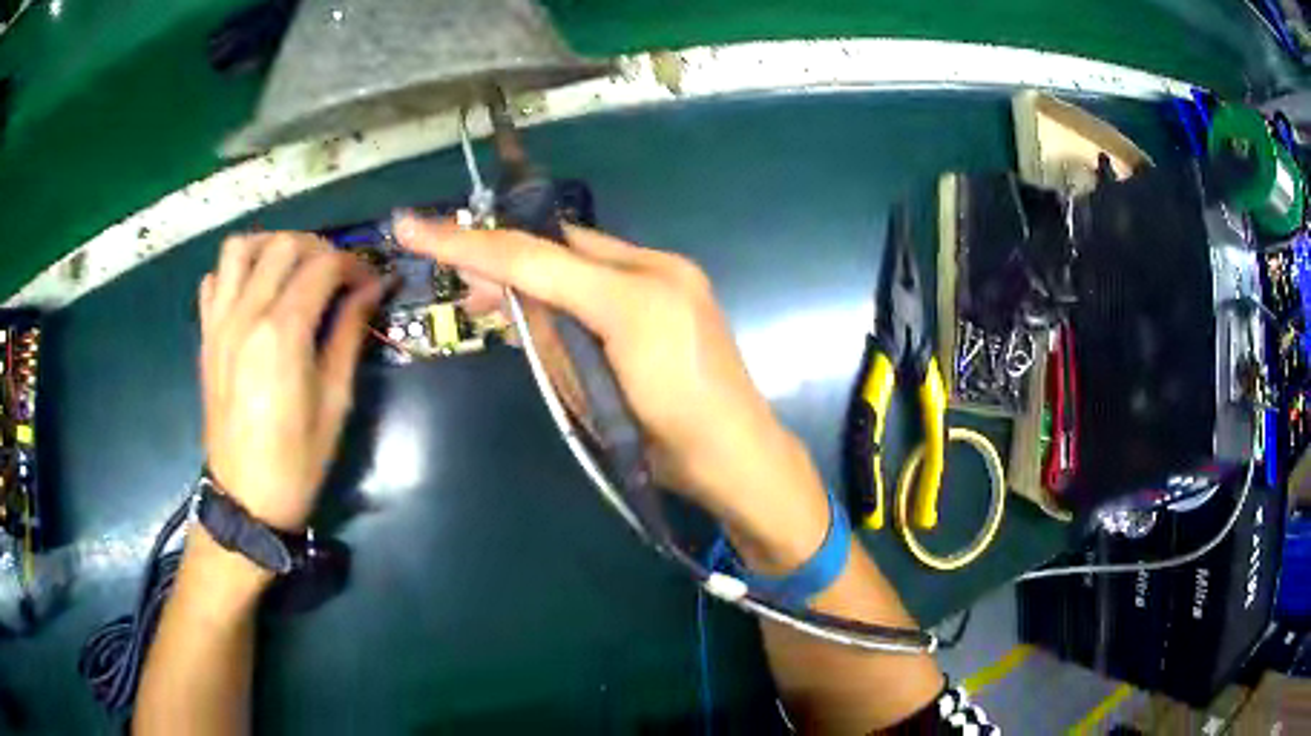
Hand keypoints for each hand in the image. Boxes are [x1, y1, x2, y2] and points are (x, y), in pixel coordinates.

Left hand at [198, 232, 382, 531]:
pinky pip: (214, 280)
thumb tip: (372, 289)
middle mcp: (246, 315)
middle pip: (283, 245)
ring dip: (271, 247)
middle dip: (318, 248)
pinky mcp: (206, 336)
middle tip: (337, 273)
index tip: (370, 281)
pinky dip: (235, 273)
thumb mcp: (336, 401)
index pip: (322, 266)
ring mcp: (219, 323)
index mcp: (282, 334)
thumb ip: (349, 334)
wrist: (246, 498)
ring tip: (291, 269)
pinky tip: (254, 293)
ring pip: (240, 248)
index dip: (353, 265)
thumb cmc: (298, 459)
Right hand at [395, 216, 828, 560]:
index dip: (467, 244)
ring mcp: (675, 272)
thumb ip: (546, 336)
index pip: (532, 259)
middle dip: (504, 257)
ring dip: (539, 271)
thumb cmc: (662, 444)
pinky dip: (574, 281)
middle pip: (558, 245)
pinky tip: (549, 300)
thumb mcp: (587, 396)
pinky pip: (610, 270)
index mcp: (632, 298)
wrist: (737, 455)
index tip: (413, 225)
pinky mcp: (681, 284)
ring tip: (498, 300)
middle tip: (462, 283)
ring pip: (584, 254)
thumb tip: (506, 294)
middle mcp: (657, 268)